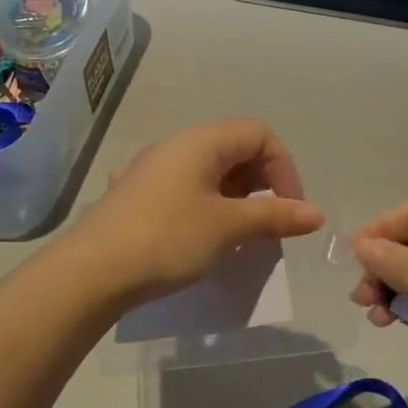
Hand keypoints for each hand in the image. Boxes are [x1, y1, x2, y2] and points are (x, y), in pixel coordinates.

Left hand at [74, 119, 324, 305]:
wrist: (91, 272)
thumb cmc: (167, 238)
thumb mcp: (228, 227)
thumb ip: (275, 216)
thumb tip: (317, 214)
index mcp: (200, 142)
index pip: (259, 134)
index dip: (284, 168)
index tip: (290, 209)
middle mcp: (176, 146)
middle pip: (235, 149)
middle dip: (262, 184)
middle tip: (269, 224)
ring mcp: (153, 171)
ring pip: (210, 172)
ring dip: (237, 199)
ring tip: (242, 236)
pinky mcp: (138, 197)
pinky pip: (187, 190)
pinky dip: (210, 208)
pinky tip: (206, 241)